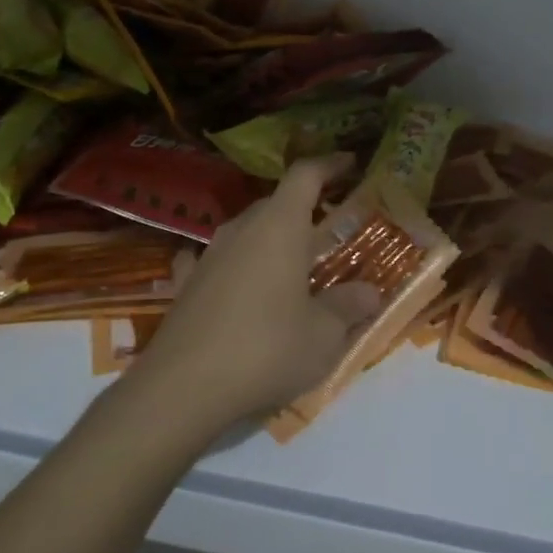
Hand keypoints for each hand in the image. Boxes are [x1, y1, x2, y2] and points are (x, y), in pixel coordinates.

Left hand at [130, 156, 381, 433]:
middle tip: (329, 228)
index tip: (350, 164)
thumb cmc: (266, 349)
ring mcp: (207, 256)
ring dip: (269, 238)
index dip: (329, 165)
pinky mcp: (185, 285)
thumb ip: (349, 307)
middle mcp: (241, 230)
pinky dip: (231, 263)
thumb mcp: (324, 335)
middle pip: (275, 202)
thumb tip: (370, 292)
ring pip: (245, 231)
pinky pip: (213, 261)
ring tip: (290, 261)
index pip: (305, 175)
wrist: (182, 388)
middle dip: (303, 208)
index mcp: (280, 227)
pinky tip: (232, 279)